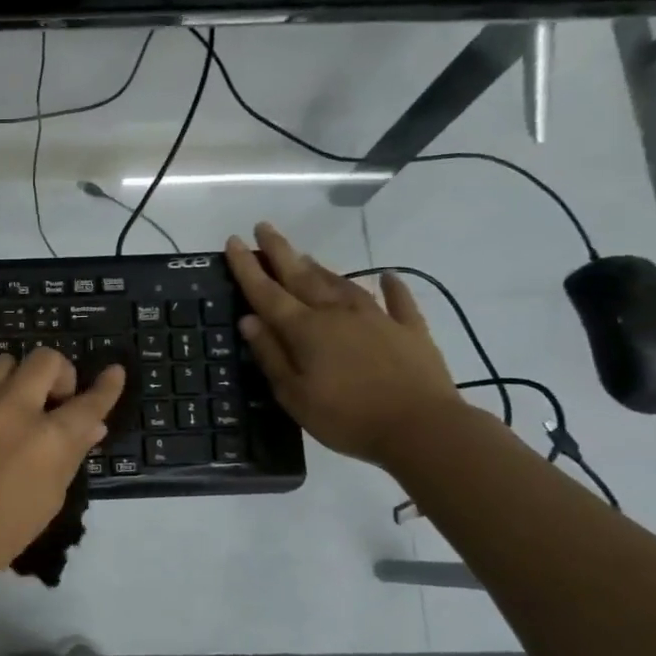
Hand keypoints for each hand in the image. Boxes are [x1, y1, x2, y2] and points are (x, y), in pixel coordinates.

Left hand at [0, 348, 125, 585]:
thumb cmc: (3, 530)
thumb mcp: (50, 497)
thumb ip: (71, 454)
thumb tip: (92, 426)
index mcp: (48, 439)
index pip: (88, 403)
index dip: (106, 387)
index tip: (114, 372)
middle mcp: (14, 410)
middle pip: (45, 360)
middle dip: (59, 373)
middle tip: (55, 398)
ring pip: (5, 361)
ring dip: (19, 378)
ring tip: (15, 405)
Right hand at [225, 221, 462, 464]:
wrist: (422, 428)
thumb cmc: (347, 417)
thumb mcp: (294, 395)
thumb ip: (271, 355)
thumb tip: (248, 320)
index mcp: (306, 330)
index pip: (267, 292)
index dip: (247, 267)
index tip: (233, 241)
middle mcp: (337, 313)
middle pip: (302, 276)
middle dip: (279, 251)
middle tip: (263, 227)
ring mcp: (377, 318)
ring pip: (342, 284)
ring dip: (320, 268)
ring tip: (305, 255)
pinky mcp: (409, 330)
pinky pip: (398, 301)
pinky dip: (392, 287)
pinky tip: (388, 276)